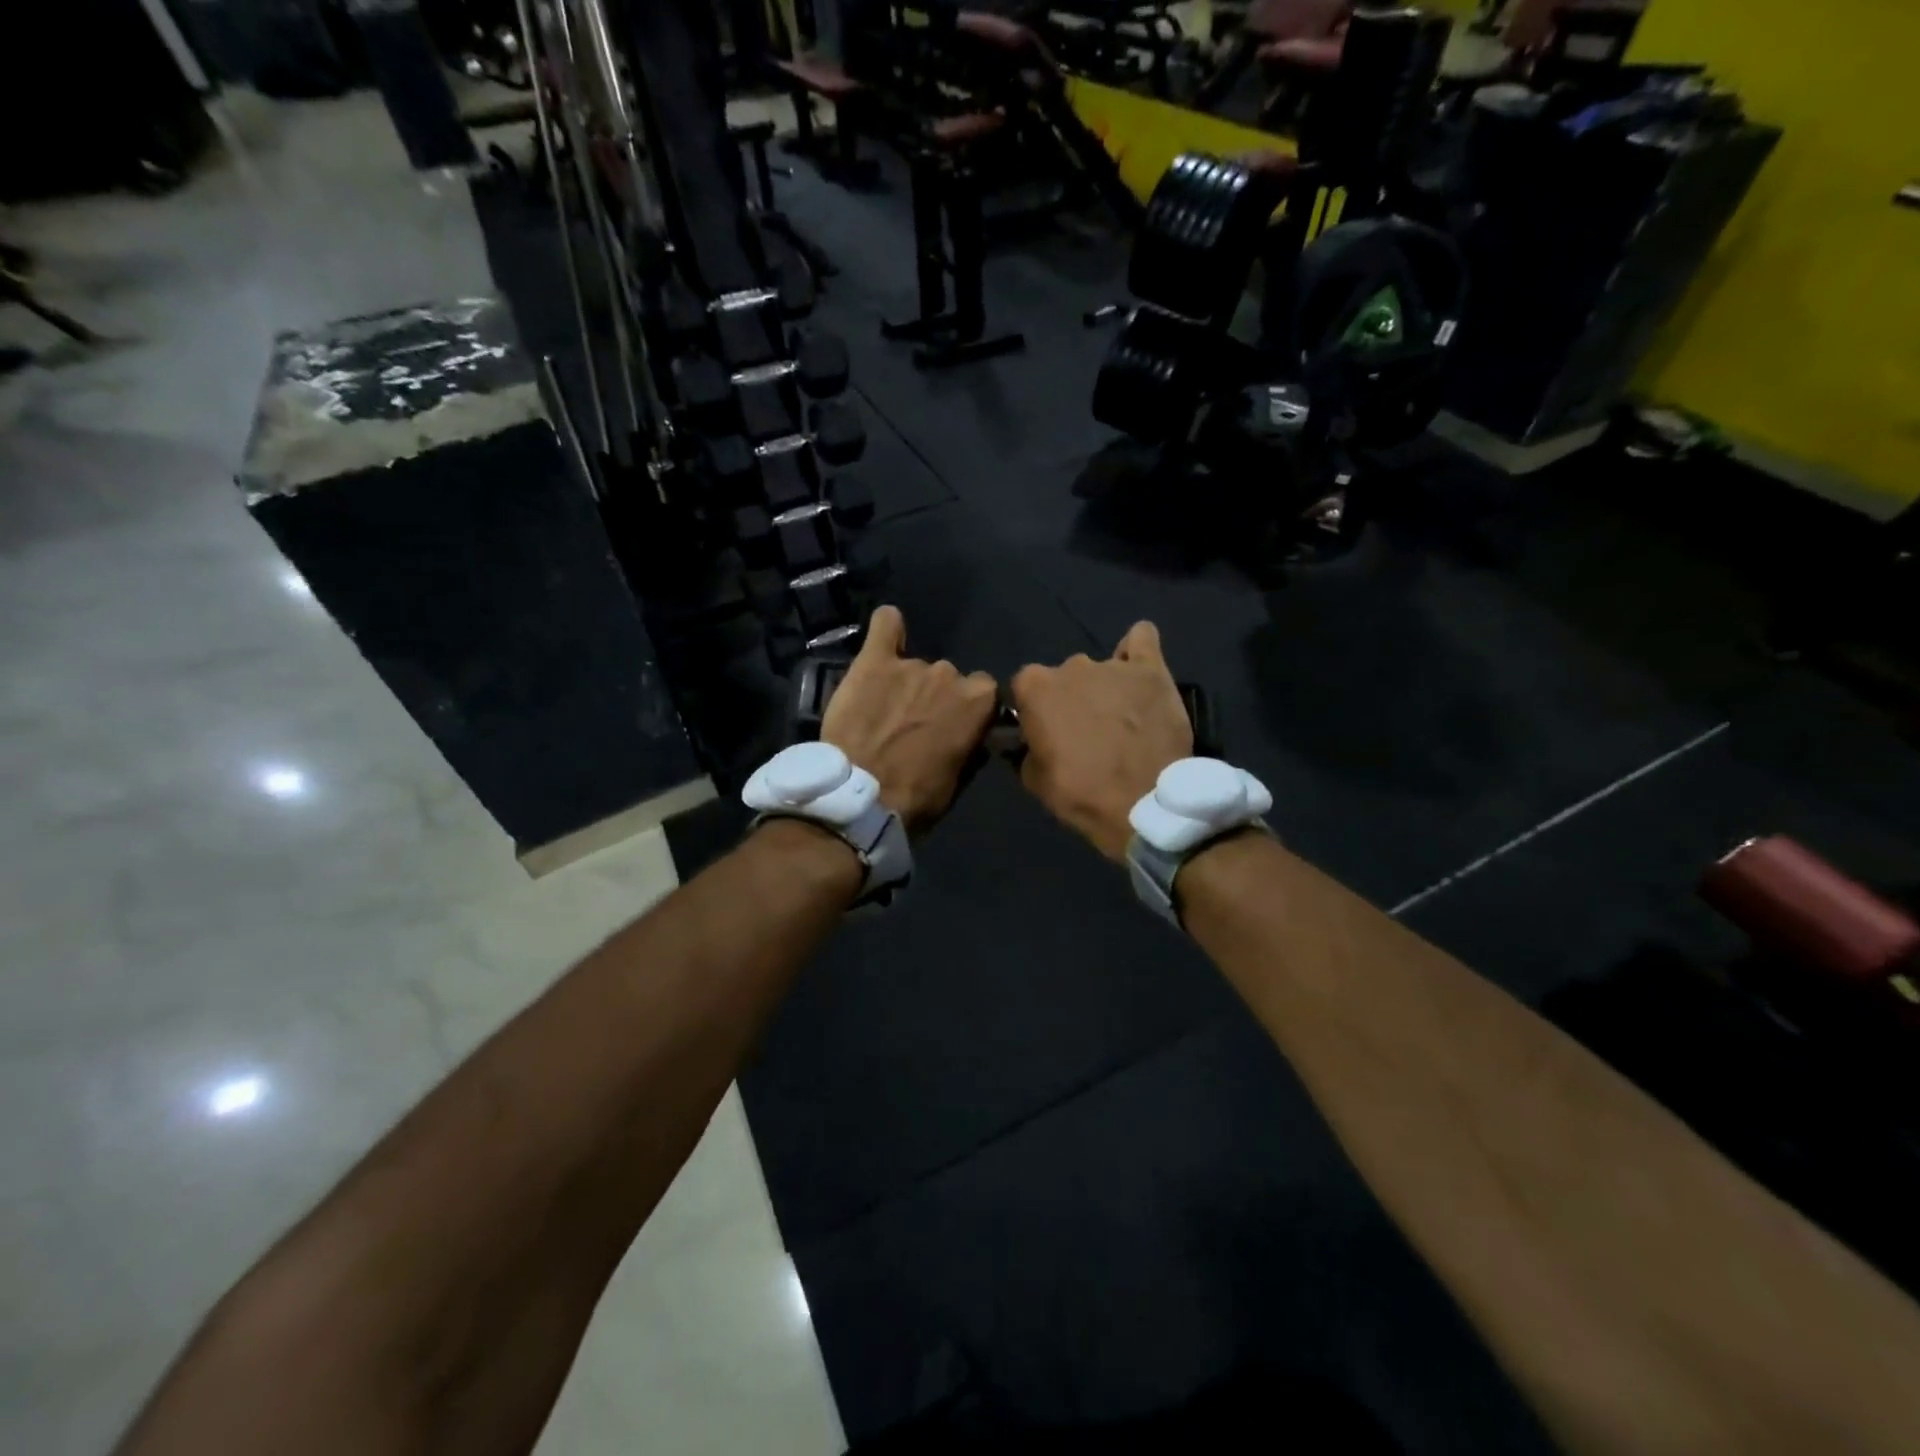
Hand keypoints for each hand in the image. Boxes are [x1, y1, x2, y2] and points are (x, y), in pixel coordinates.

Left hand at [821, 606, 997, 835]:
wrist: (861, 798)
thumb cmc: (917, 796)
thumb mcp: (958, 778)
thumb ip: (970, 742)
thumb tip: (973, 731)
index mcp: (978, 701)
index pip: (984, 692)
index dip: (967, 710)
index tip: (952, 727)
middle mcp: (949, 674)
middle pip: (948, 678)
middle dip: (934, 698)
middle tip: (912, 725)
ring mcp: (911, 665)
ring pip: (916, 666)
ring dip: (906, 684)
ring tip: (883, 710)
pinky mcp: (873, 661)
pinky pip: (885, 625)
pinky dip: (888, 628)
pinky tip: (886, 636)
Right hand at [1010, 621, 1192, 861]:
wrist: (1143, 804)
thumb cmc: (1080, 793)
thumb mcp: (1033, 778)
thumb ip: (1026, 746)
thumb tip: (1030, 738)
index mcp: (1035, 687)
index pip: (1025, 688)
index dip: (1035, 712)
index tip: (1046, 734)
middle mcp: (1071, 666)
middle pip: (1064, 677)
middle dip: (1071, 700)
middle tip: (1086, 733)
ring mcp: (1113, 666)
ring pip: (1100, 669)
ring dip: (1104, 689)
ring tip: (1120, 719)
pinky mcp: (1151, 671)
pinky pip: (1142, 639)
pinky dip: (1136, 651)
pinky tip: (1138, 669)